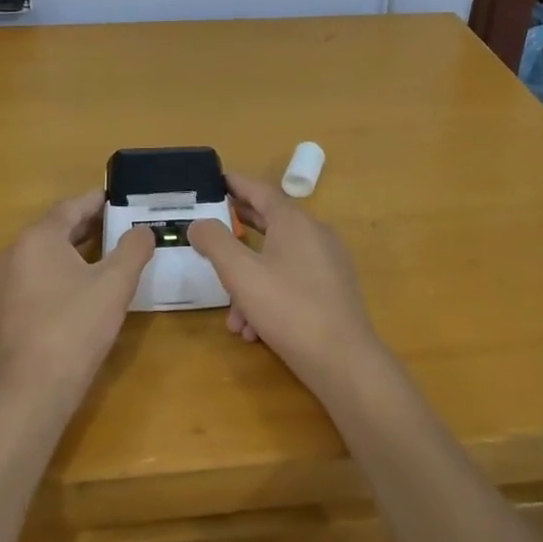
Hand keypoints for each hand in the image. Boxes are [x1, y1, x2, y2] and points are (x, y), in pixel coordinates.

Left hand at [0, 192, 153, 411]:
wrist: (30, 392)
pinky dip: (54, 279)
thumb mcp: (115, 284)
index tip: (118, 199)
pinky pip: (31, 284)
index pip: (71, 207)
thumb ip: (133, 249)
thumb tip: (143, 230)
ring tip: (102, 261)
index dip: (96, 201)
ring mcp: (0, 286)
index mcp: (38, 238)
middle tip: (117, 229)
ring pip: (41, 259)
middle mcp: (12, 254)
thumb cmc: (75, 328)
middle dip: (86, 228)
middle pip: (54, 231)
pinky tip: (75, 297)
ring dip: (70, 254)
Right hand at [187, 173, 382, 391]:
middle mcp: (315, 234)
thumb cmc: (288, 308)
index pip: (260, 189)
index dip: (235, 184)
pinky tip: (254, 330)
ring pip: (277, 260)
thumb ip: (215, 242)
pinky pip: (292, 281)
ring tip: (233, 318)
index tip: (216, 180)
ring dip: (249, 283)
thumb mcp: (241, 274)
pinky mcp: (333, 290)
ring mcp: (328, 262)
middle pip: (270, 222)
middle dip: (237, 232)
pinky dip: (269, 297)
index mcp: (294, 221)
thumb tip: (199, 223)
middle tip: (211, 232)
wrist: (343, 361)